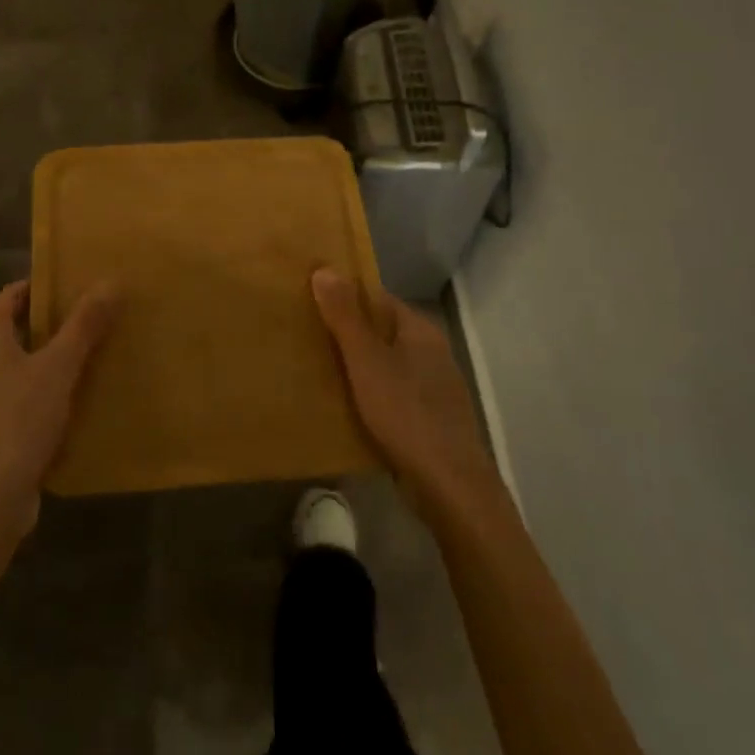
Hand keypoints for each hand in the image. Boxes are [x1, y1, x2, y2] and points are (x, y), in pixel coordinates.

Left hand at [0, 279, 119, 534]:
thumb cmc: (19, 418)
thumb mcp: (58, 366)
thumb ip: (84, 325)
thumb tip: (111, 281)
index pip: (12, 294)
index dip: (42, 283)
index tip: (79, 279)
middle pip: (24, 326)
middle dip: (60, 318)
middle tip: (100, 308)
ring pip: (32, 361)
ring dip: (63, 353)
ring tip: (104, 343)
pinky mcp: (7, 423)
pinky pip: (37, 392)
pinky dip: (60, 385)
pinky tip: (91, 388)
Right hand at [311, 268, 498, 519]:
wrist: (449, 486)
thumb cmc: (406, 413)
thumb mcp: (366, 361)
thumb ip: (345, 317)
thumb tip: (325, 269)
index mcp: (420, 331)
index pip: (377, 299)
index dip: (344, 296)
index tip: (310, 300)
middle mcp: (431, 353)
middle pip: (381, 331)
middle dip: (347, 333)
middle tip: (305, 335)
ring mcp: (434, 388)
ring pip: (386, 365)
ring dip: (357, 366)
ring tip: (317, 369)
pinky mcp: (430, 420)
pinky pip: (392, 395)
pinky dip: (369, 394)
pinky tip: (346, 407)